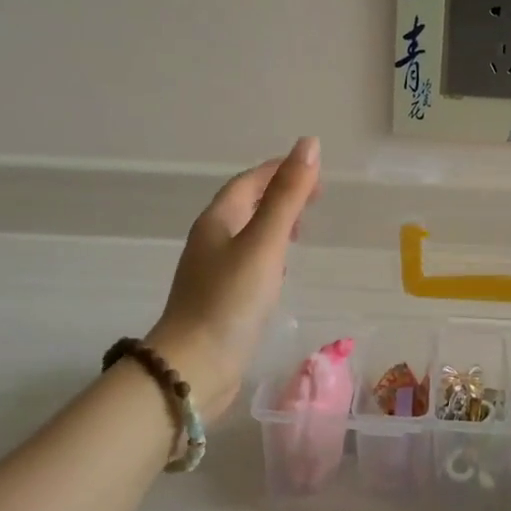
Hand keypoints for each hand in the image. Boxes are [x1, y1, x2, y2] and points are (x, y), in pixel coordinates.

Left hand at [146, 138, 321, 419]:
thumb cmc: (231, 299)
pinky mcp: (220, 299)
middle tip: (315, 197)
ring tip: (302, 229)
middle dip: (278, 195)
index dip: (279, 170)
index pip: (249, 182)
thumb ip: (288, 196)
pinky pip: (247, 263)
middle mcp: (210, 241)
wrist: (195, 366)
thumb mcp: (265, 242)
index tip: (313, 169)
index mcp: (217, 221)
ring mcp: (212, 272)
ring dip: (274, 224)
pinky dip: (269, 254)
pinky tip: (281, 270)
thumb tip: (310, 144)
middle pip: (245, 205)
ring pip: (246, 235)